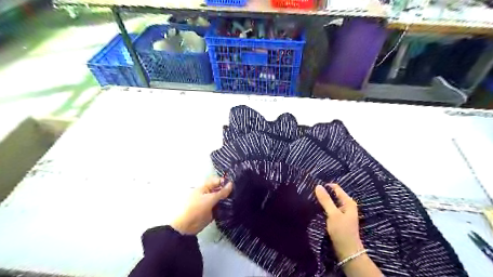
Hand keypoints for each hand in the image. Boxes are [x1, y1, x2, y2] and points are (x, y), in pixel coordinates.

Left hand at [172, 177, 233, 234]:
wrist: (187, 227)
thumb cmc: (196, 209)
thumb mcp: (210, 199)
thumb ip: (222, 192)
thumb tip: (231, 184)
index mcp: (204, 187)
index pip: (217, 181)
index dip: (225, 182)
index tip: (235, 185)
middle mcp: (207, 194)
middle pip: (220, 190)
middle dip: (227, 191)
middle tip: (237, 193)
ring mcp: (209, 203)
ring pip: (221, 199)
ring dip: (227, 200)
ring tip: (236, 200)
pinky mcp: (211, 212)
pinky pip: (220, 207)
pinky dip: (225, 207)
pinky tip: (233, 207)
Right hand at [314, 184, 362, 260]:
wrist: (347, 252)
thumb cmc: (342, 231)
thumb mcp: (333, 214)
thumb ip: (326, 200)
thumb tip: (317, 186)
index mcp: (348, 202)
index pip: (336, 188)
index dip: (325, 186)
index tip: (314, 187)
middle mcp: (346, 205)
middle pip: (333, 195)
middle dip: (323, 194)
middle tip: (310, 193)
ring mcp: (342, 212)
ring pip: (331, 202)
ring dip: (323, 201)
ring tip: (311, 200)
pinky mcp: (338, 219)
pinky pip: (330, 209)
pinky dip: (324, 208)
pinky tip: (316, 208)